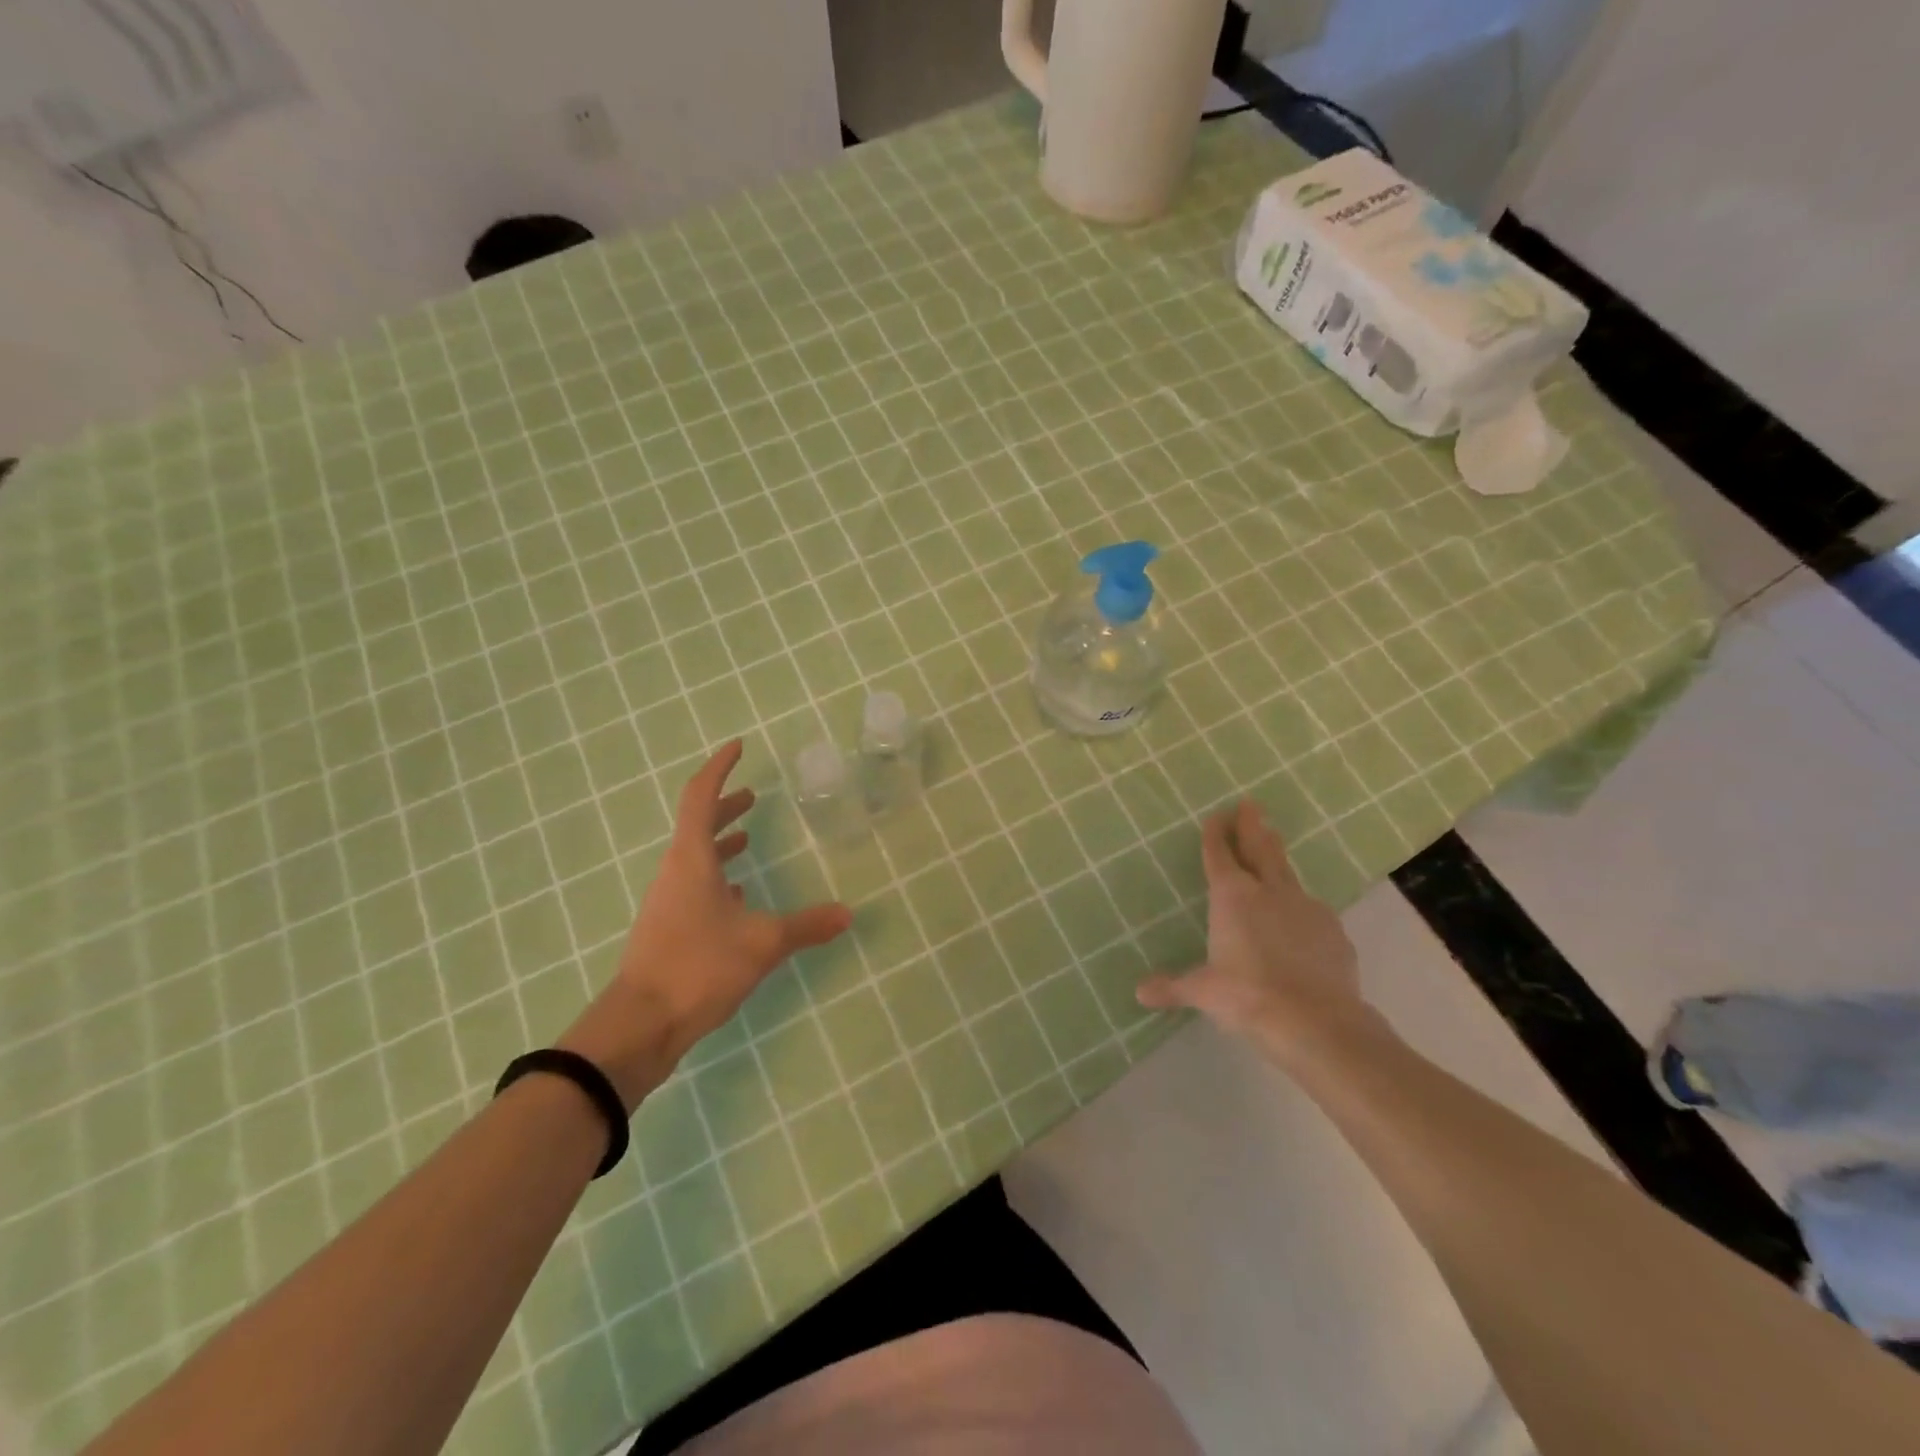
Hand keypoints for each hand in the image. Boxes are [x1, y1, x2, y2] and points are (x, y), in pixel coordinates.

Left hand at [561, 741, 853, 1107]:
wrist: (640, 1025)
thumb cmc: (698, 967)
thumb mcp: (762, 943)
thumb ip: (806, 926)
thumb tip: (848, 913)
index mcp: (691, 859)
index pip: (701, 797)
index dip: (719, 768)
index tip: (738, 748)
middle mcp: (674, 873)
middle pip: (697, 825)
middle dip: (725, 806)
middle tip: (752, 795)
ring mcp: (667, 902)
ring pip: (694, 858)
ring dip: (720, 842)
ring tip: (748, 839)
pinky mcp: (667, 929)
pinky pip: (693, 887)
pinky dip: (716, 878)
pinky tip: (738, 895)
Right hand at [1137, 801, 1378, 1060]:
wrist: (1317, 1022)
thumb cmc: (1248, 997)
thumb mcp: (1203, 992)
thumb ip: (1172, 986)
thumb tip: (1140, 992)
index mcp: (1232, 898)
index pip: (1220, 855)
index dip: (1216, 833)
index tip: (1217, 814)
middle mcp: (1269, 892)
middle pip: (1260, 849)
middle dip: (1253, 825)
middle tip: (1251, 804)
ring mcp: (1306, 908)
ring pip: (1288, 874)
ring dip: (1278, 859)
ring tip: (1274, 847)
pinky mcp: (1333, 932)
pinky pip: (1312, 912)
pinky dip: (1301, 909)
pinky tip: (1301, 921)